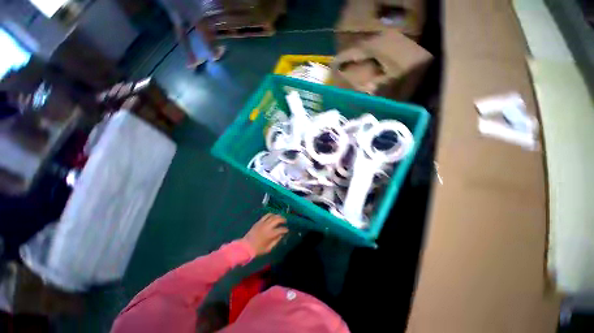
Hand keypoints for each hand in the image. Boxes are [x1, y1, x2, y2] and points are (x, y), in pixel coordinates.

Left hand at [243, 214, 287, 256]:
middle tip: (285, 221)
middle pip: (278, 219)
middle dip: (283, 219)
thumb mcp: (269, 248)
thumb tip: (281, 235)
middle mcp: (268, 227)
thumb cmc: (258, 249)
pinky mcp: (259, 222)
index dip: (285, 230)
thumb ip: (276, 241)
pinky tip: (273, 215)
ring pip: (272, 216)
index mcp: (271, 234)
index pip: (281, 229)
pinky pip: (266, 216)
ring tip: (280, 217)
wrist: (246, 246)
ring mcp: (263, 223)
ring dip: (278, 216)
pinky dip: (271, 214)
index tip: (287, 230)